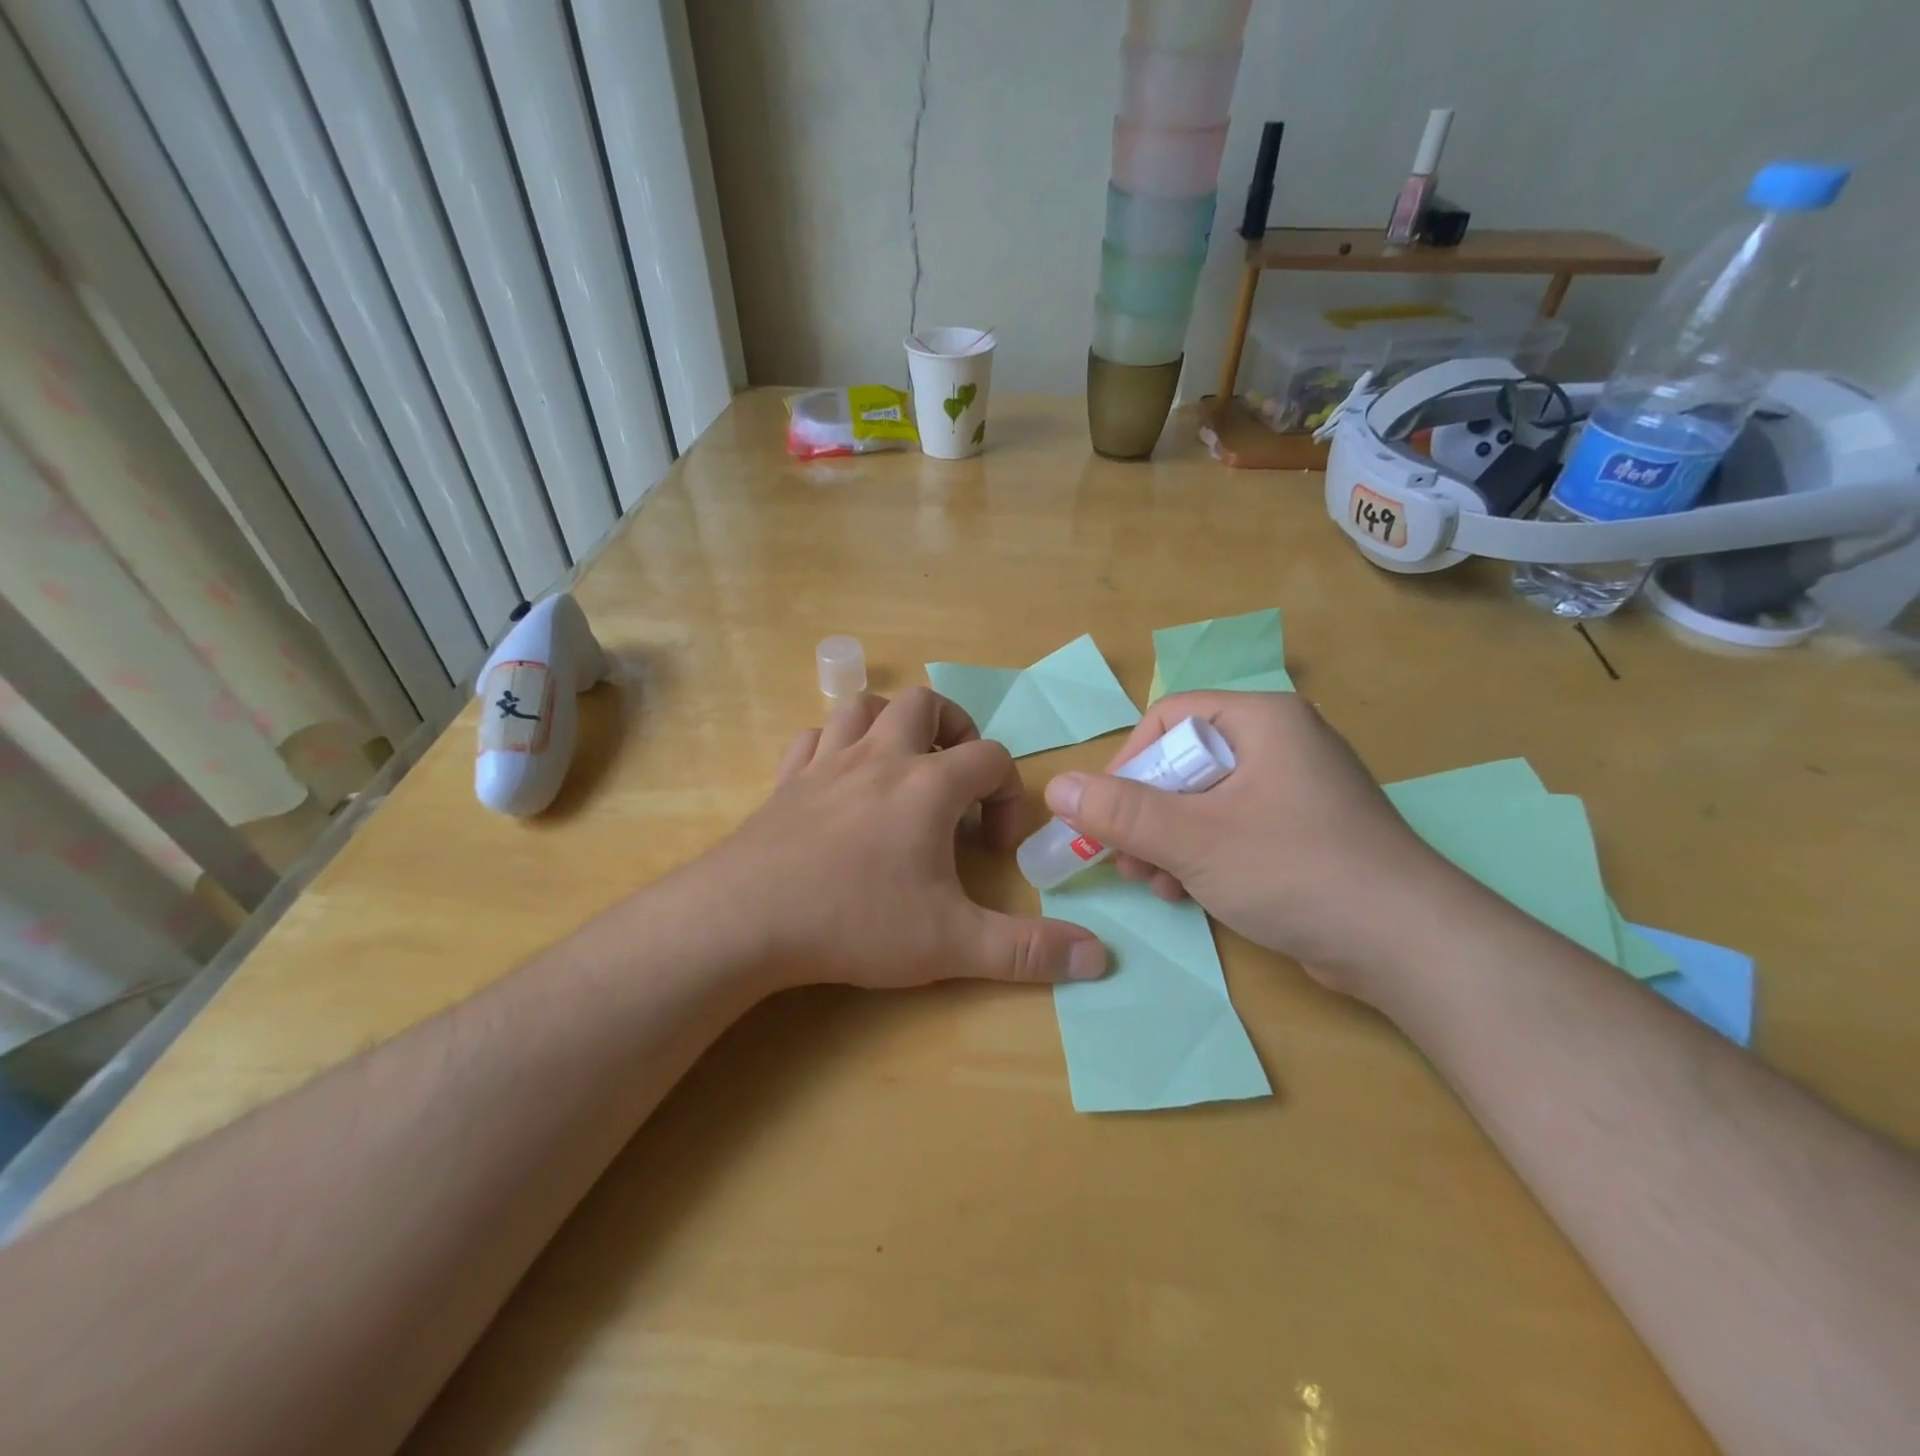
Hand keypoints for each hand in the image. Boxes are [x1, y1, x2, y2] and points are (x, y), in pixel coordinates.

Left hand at [702, 688, 1107, 991]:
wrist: (747, 919)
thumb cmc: (856, 921)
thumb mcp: (952, 943)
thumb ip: (1028, 950)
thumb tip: (1101, 957)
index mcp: (928, 785)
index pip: (990, 759)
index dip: (1008, 794)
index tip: (995, 847)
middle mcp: (880, 758)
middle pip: (925, 704)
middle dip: (953, 731)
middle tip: (956, 780)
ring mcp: (826, 763)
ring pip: (863, 706)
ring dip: (891, 723)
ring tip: (902, 764)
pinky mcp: (785, 781)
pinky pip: (812, 738)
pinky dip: (833, 745)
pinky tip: (839, 778)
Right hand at [1041, 691, 1459, 995]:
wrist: (1409, 946)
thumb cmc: (1295, 870)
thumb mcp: (1193, 839)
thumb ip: (1119, 812)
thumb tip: (1054, 786)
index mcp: (1262, 720)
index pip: (1168, 719)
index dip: (1127, 763)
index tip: (1105, 814)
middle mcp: (1280, 744)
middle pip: (1183, 763)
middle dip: (1146, 815)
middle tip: (1125, 859)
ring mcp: (1295, 791)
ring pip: (1203, 802)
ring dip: (1167, 842)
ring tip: (1155, 884)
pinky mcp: (1303, 833)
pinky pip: (1232, 829)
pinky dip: (1201, 857)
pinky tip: (1187, 894)